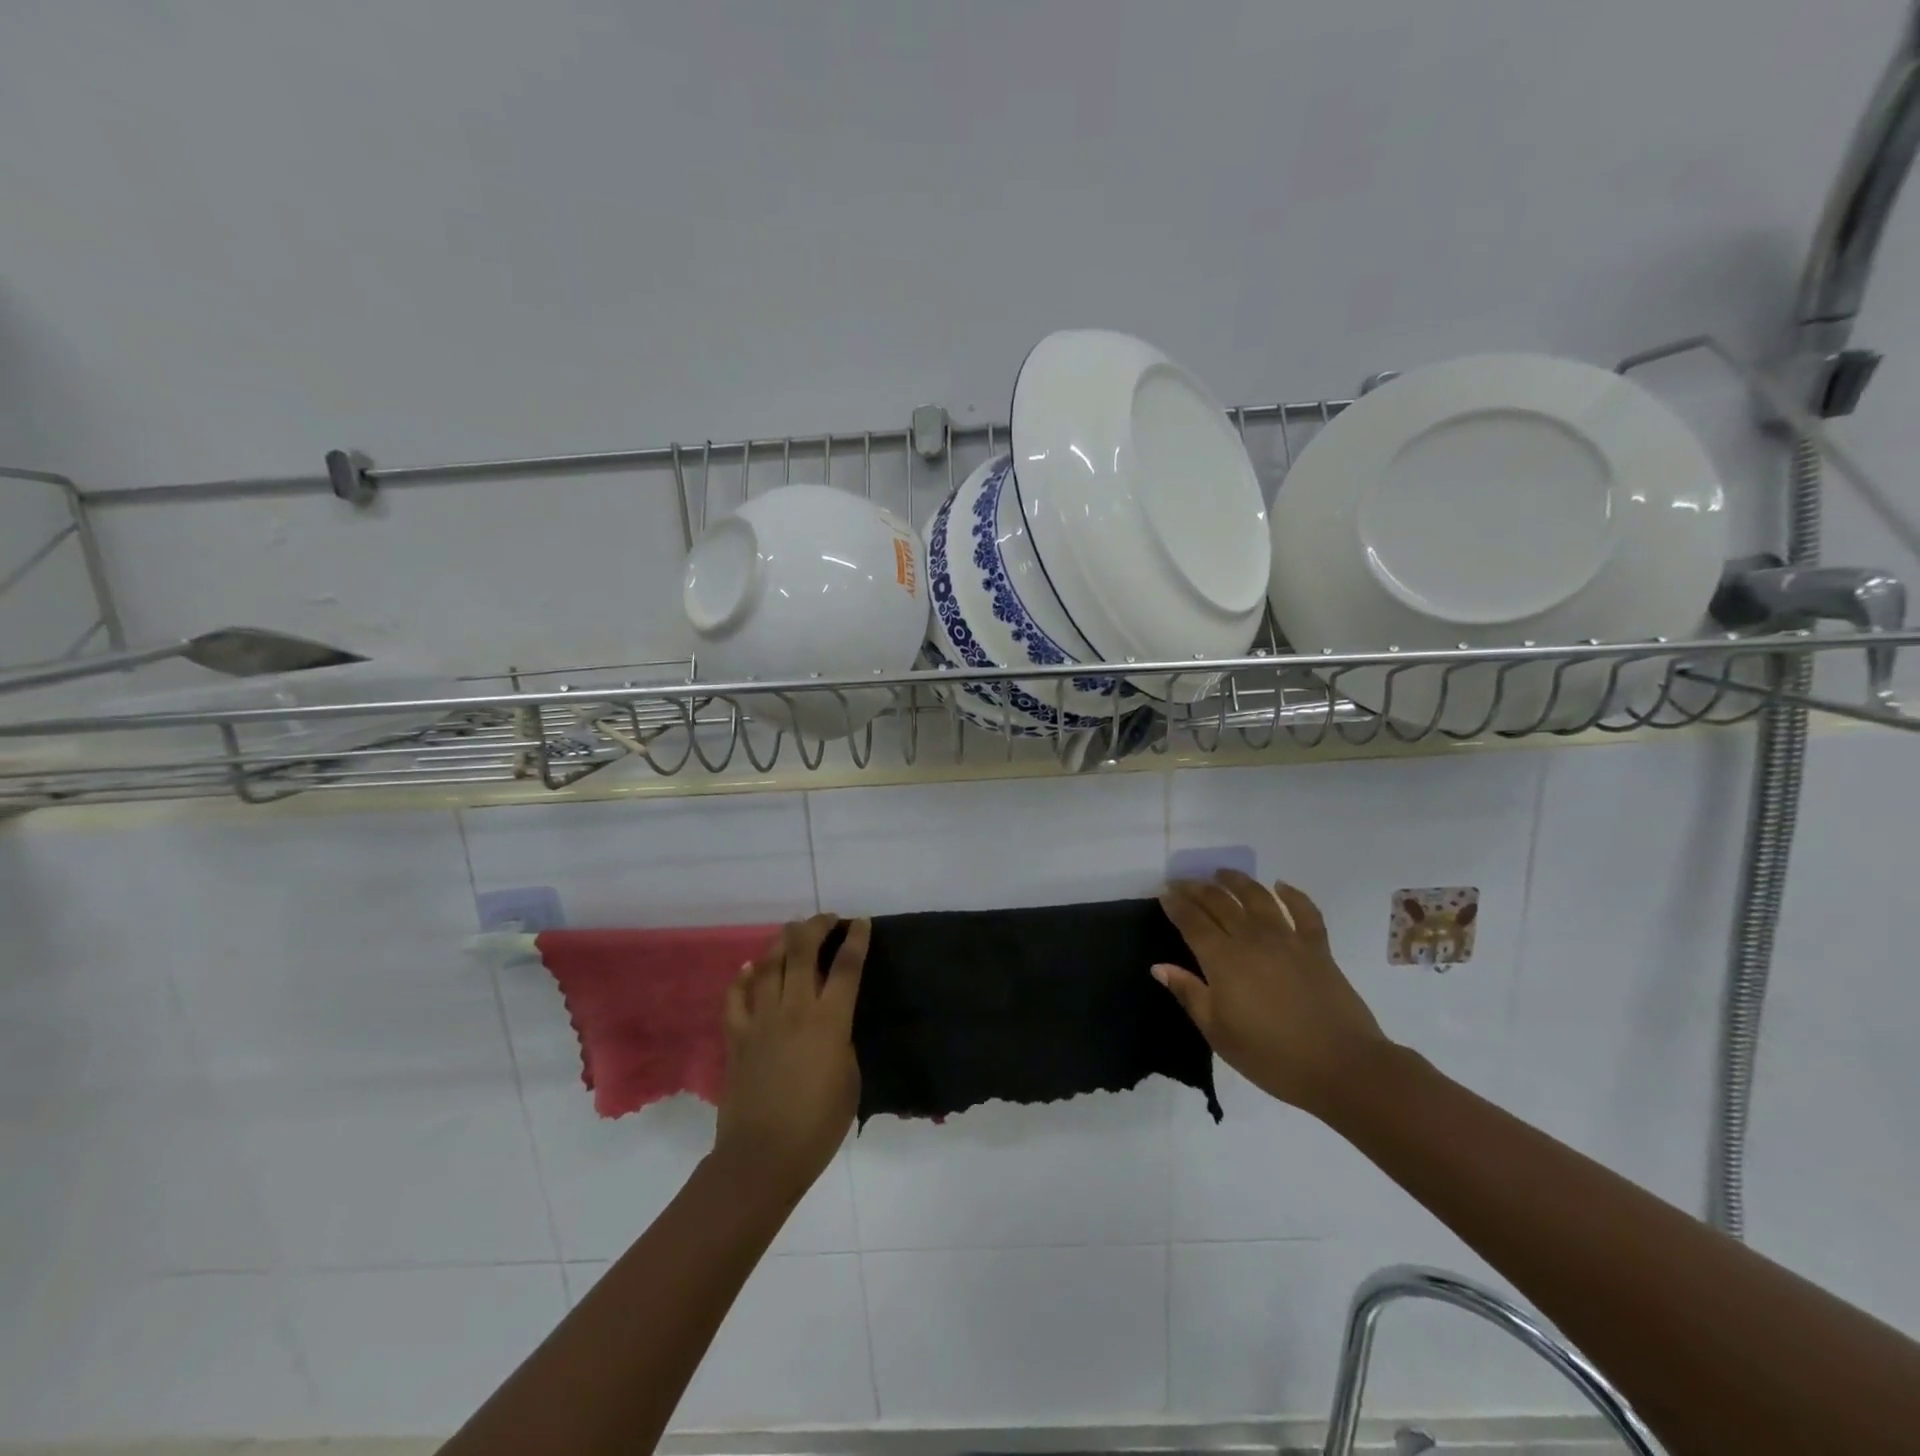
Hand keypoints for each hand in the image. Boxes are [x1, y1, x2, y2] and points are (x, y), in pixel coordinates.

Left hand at [713, 914, 867, 1201]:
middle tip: (827, 919)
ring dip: (782, 942)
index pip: (846, 966)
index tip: (861, 922)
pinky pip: (737, 997)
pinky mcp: (737, 1036)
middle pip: (803, 951)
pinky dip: (744, 978)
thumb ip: (842, 1042)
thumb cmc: (818, 1126)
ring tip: (793, 931)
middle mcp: (794, 1009)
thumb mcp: (850, 1080)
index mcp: (829, 1021)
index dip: (856, 939)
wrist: (762, 1157)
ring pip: (769, 965)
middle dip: (817, 927)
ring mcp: (761, 1020)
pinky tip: (750, 968)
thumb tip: (833, 1026)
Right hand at [1156, 870, 1390, 1118]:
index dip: (1176, 904)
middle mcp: (1251, 938)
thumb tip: (1159, 966)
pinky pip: (1304, 910)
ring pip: (1257, 896)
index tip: (1164, 892)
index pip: (1192, 921)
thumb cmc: (1271, 1056)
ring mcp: (1287, 938)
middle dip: (1197, 888)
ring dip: (1236, 881)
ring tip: (1221, 873)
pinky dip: (1291, 894)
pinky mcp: (1317, 947)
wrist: (1342, 1066)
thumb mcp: (1218, 1033)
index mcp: (1222, 959)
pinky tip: (1281, 886)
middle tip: (1182, 882)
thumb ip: (1189, 994)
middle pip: (1219, 902)